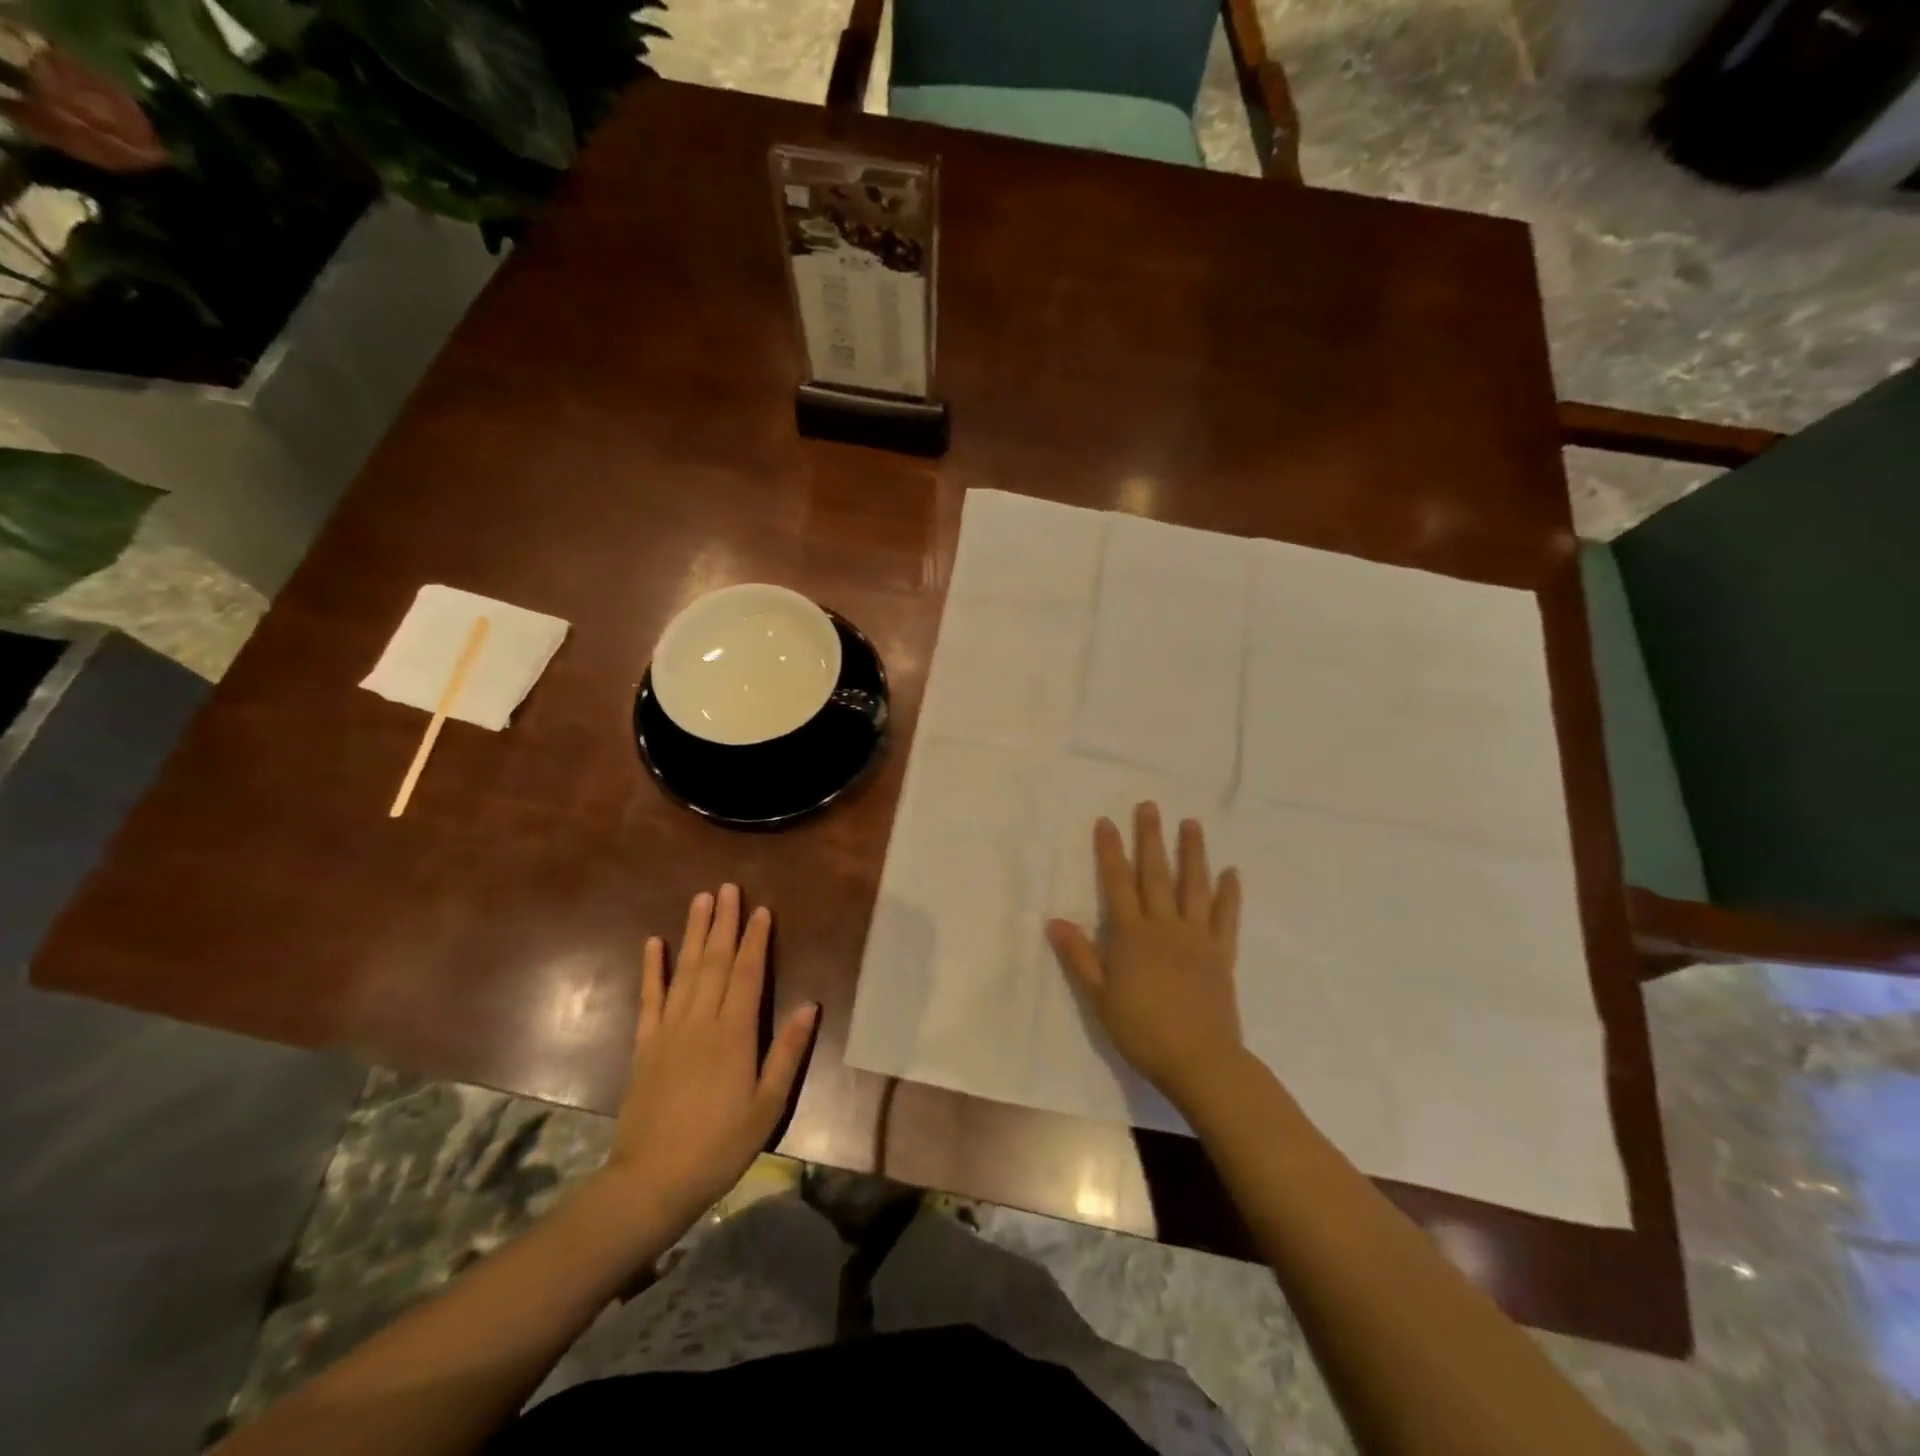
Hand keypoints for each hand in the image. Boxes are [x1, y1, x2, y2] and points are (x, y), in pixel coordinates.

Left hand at [599, 885, 817, 1231]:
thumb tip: (809, 1006)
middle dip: (723, 922)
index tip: (761, 909)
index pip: (747, 974)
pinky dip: (652, 969)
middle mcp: (701, 1021)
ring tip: (700, 900)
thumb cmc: (720, 1144)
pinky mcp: (645, 1045)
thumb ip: (787, 1052)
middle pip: (714, 961)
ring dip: (693, 933)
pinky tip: (653, 943)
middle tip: (727, 888)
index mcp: (734, 1033)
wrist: (653, 1180)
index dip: (755, 939)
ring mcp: (668, 1030)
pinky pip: (649, 998)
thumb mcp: (767, 1105)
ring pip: (684, 970)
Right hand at [1046, 803, 1243, 1111]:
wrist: (1200, 1060)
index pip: (1118, 884)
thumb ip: (1080, 957)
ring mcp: (1198, 939)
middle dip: (1151, 839)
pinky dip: (1229, 894)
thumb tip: (1054, 921)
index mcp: (1133, 936)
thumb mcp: (1100, 998)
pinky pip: (1227, 918)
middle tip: (1150, 806)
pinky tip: (1231, 872)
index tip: (1107, 822)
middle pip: (1156, 875)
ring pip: (1194, 887)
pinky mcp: (1222, 955)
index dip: (1110, 852)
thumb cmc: (1143, 1031)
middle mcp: (1166, 927)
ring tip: (1192, 824)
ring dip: (1193, 853)